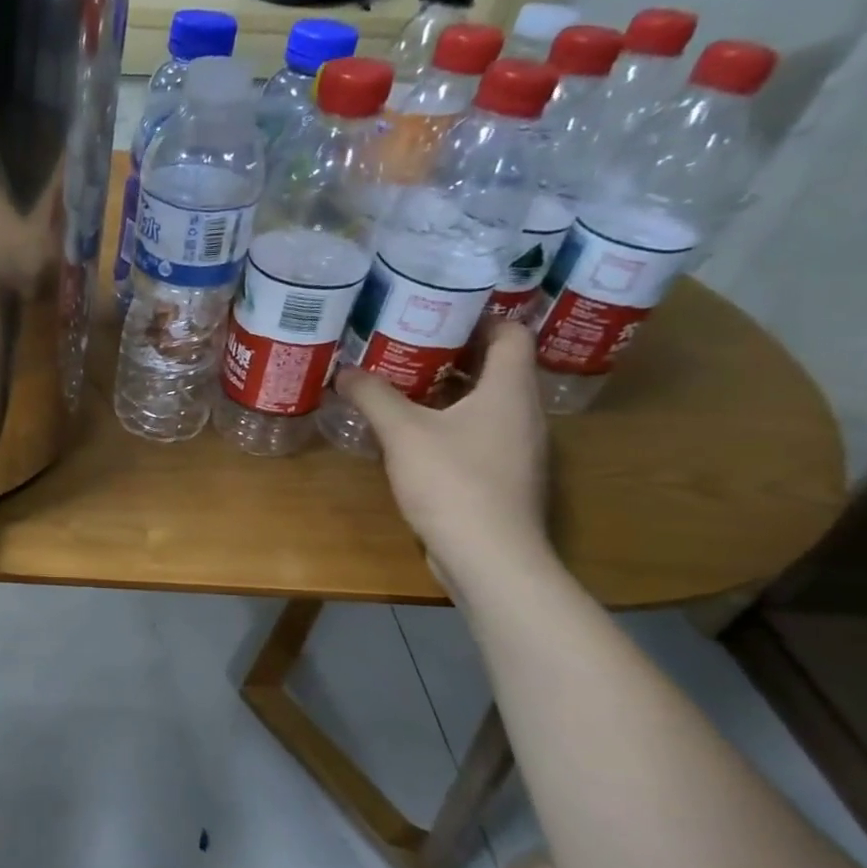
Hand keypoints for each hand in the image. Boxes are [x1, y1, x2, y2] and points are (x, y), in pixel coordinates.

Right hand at [335, 323, 551, 591]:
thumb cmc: (453, 481)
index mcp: (509, 390)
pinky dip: (450, 422)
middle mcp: (522, 413)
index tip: (437, 311)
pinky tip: (412, 432)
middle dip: (453, 352)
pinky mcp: (503, 476)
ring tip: (402, 381)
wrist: (489, 556)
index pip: (511, 333)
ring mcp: (517, 448)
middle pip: (496, 367)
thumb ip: (373, 396)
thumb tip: (344, 371)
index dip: (480, 316)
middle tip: (406, 342)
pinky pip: (478, 433)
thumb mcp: (403, 432)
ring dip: (449, 389)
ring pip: (486, 402)